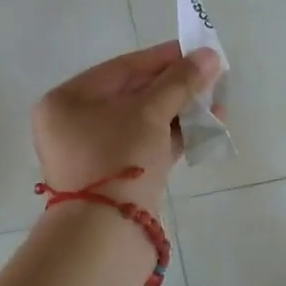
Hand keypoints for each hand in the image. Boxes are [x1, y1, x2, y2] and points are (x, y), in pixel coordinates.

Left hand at [32, 42, 221, 209]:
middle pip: (134, 94)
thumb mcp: (150, 112)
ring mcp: (95, 154)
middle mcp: (75, 124)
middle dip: (177, 86)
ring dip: (181, 111)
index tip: (198, 51)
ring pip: (144, 122)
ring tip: (218, 103)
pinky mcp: (116, 178)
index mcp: (67, 101)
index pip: (122, 68)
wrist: (106, 234)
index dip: (164, 58)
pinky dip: (174, 136)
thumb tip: (210, 56)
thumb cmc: (118, 158)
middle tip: (213, 77)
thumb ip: (180, 81)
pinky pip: (147, 146)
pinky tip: (207, 127)